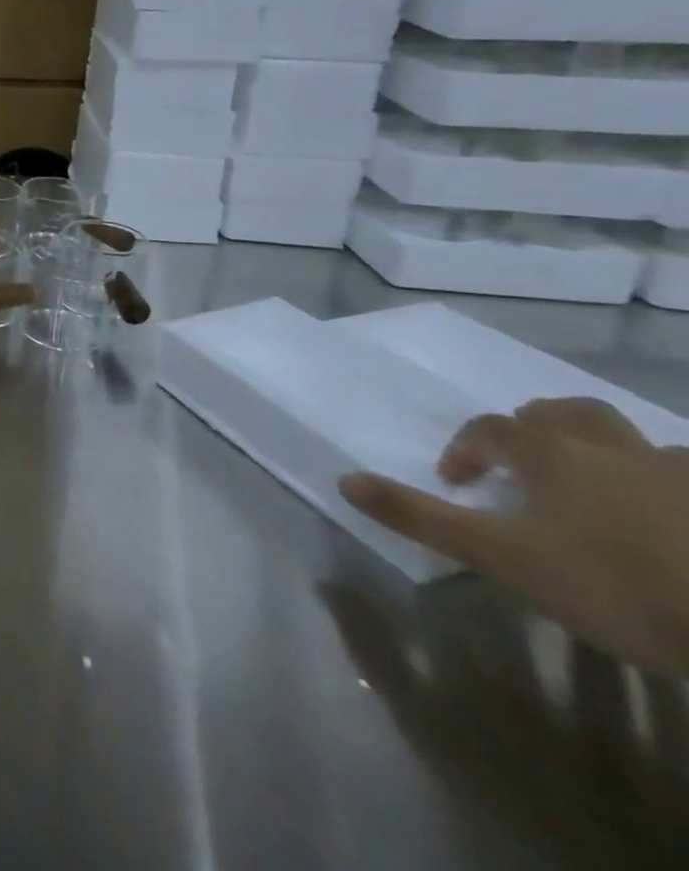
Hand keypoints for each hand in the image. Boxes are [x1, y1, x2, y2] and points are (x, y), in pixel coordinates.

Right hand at [340, 398, 688, 676]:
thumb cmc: (613, 584)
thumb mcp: (500, 558)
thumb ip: (420, 516)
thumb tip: (344, 479)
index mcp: (551, 452)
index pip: (489, 429)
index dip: (465, 449)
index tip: (457, 484)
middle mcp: (614, 448)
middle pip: (567, 413)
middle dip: (537, 426)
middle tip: (524, 463)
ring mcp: (684, 475)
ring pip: (638, 444)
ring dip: (610, 455)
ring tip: (601, 493)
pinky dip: (672, 487)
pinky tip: (670, 520)